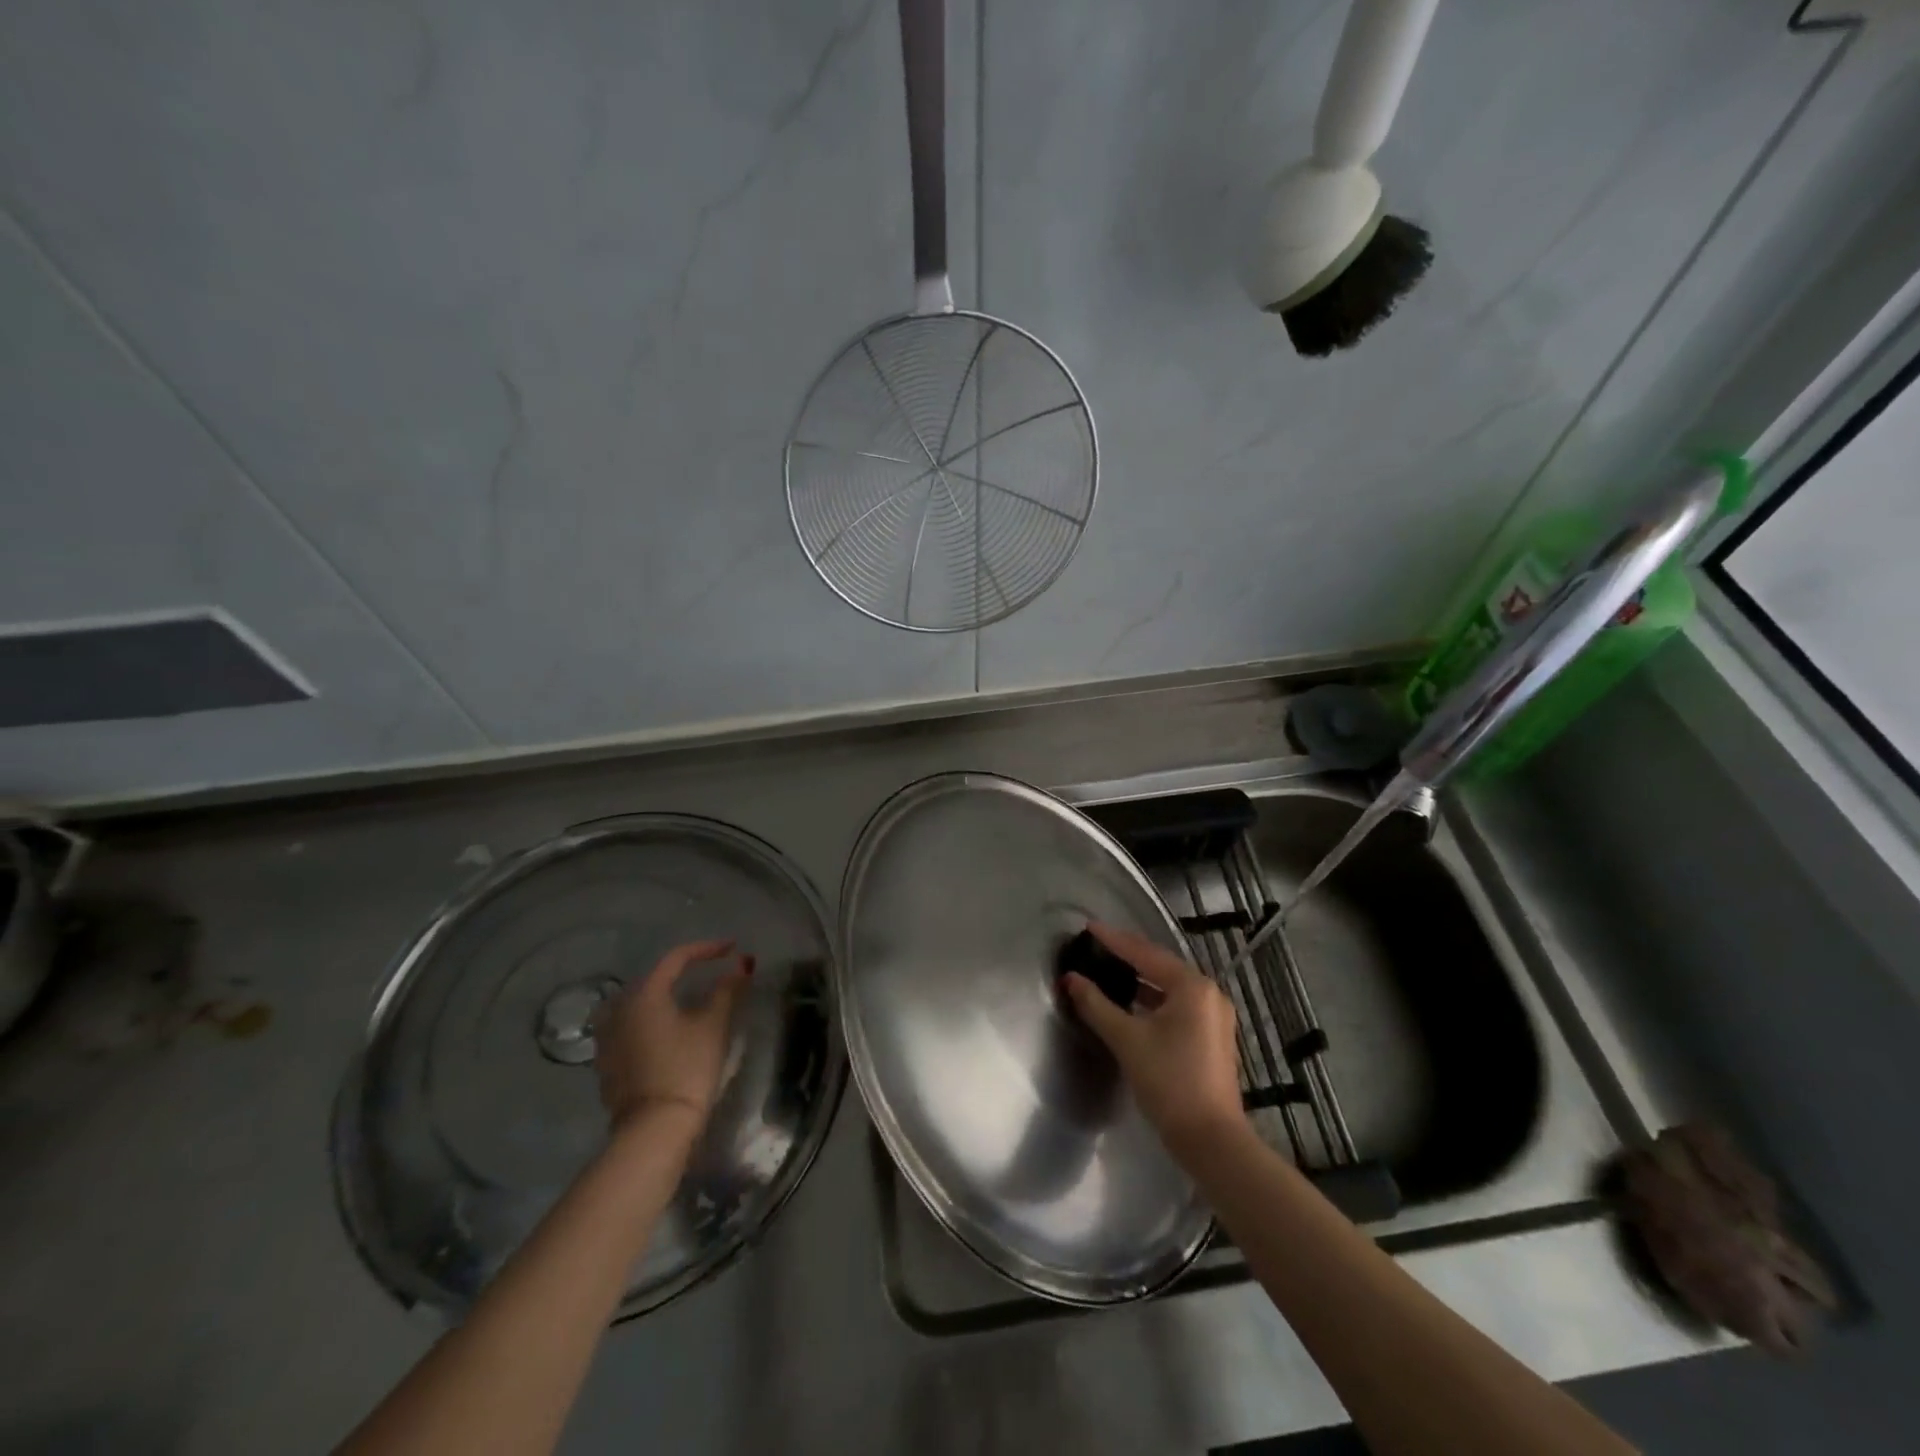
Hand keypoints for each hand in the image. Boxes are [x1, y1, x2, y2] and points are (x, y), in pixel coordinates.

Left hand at [594, 939, 751, 1136]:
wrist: (653, 1129)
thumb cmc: (687, 1069)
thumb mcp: (713, 1025)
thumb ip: (727, 989)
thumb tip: (742, 964)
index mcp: (644, 993)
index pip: (677, 958)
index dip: (707, 949)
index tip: (732, 948)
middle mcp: (619, 1008)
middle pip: (655, 977)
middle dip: (685, 970)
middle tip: (713, 969)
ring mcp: (607, 1037)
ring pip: (640, 1002)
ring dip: (666, 995)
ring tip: (691, 997)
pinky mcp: (607, 1062)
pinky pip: (631, 1026)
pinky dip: (652, 1018)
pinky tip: (669, 1028)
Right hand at [1061, 922, 1244, 1156]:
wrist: (1210, 1140)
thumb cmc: (1168, 1081)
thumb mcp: (1126, 1039)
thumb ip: (1096, 1004)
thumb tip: (1070, 979)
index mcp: (1191, 986)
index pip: (1144, 953)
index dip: (1113, 940)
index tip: (1087, 927)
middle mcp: (1208, 993)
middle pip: (1159, 966)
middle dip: (1127, 956)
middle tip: (1096, 946)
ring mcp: (1214, 1016)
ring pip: (1169, 987)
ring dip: (1139, 980)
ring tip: (1108, 971)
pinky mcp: (1212, 1037)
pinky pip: (1177, 1004)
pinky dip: (1152, 999)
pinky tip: (1131, 1003)